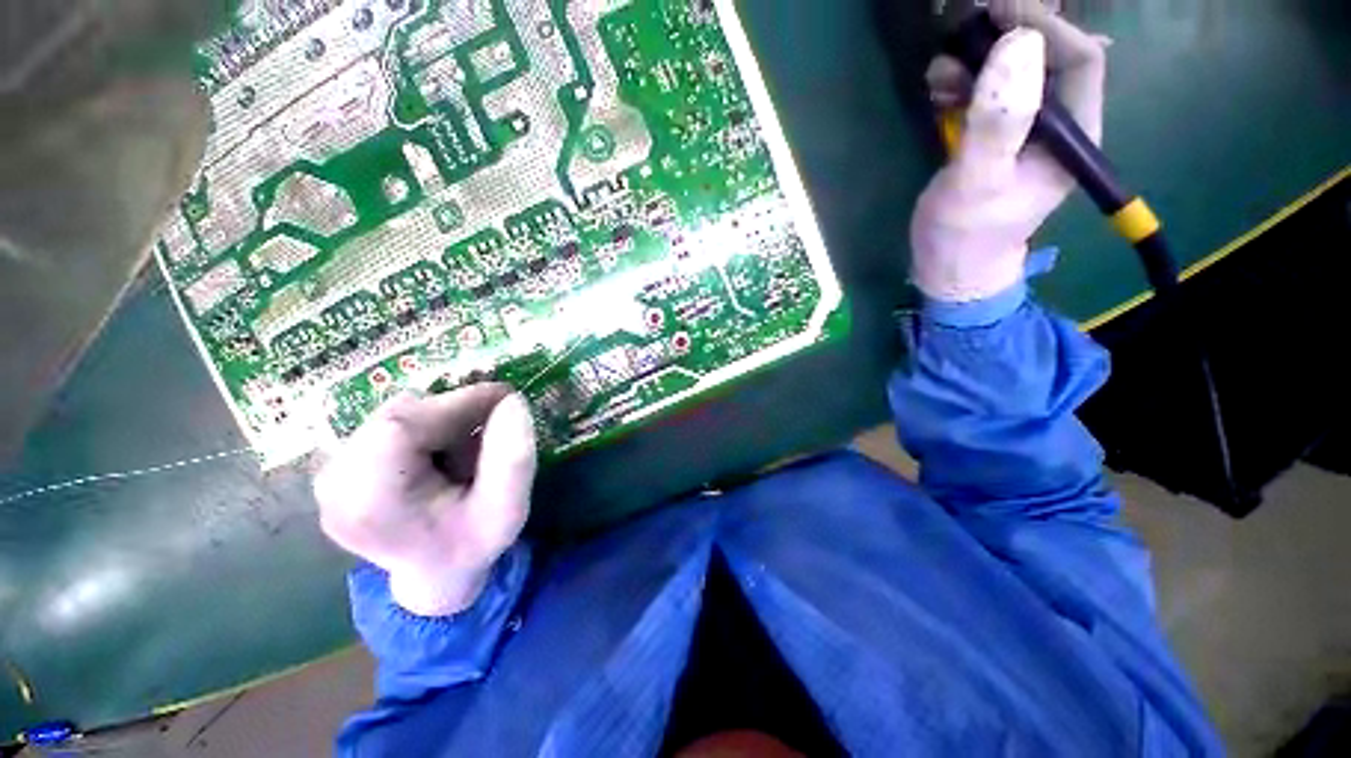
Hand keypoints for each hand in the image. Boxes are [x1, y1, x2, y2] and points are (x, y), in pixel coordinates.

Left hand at [313, 384, 537, 615]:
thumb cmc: (471, 544)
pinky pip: (389, 422)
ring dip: (442, 421)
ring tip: (466, 450)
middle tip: (493, 427)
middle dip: (454, 413)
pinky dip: (427, 427)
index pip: (403, 425)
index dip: (458, 403)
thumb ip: (514, 459)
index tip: (505, 398)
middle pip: (399, 415)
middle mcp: (335, 482)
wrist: (434, 574)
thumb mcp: (508, 509)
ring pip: (396, 414)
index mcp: (370, 500)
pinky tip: (442, 454)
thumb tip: (512, 401)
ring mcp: (330, 473)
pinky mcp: (339, 464)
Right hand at [911, 0, 1110, 302]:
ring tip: (939, 72)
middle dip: (1006, 39)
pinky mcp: (998, 139)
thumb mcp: (976, 183)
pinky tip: (940, 89)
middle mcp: (1058, 126)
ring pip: (1015, 73)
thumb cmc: (964, 236)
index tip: (997, 12)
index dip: (1044, 27)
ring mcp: (1027, 132)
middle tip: (960, 34)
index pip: (1079, 57)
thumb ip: (998, 121)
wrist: (949, 271)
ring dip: (978, 62)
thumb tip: (1018, 42)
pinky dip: (965, 83)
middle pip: (1047, 58)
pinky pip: (991, 94)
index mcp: (1073, 135)